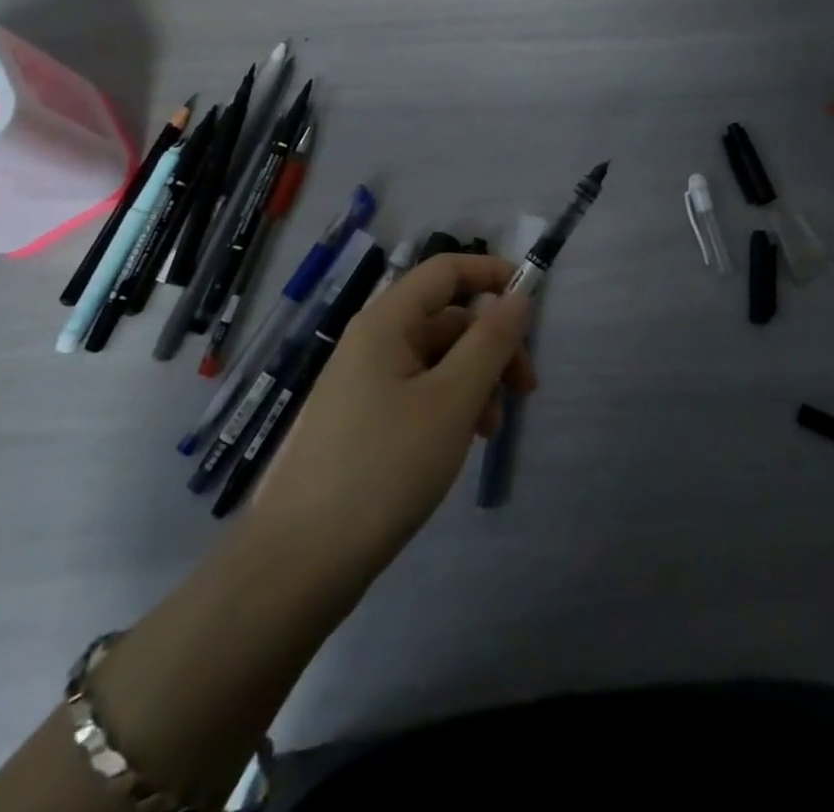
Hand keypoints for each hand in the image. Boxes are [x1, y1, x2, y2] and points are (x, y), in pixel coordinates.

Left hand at [248, 254, 536, 597]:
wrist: (300, 563)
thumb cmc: (385, 467)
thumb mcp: (453, 399)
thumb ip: (490, 341)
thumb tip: (518, 295)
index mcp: (387, 322)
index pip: (446, 270)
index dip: (492, 274)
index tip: (533, 304)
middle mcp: (373, 341)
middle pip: (448, 318)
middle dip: (492, 344)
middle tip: (526, 388)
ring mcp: (365, 382)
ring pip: (437, 359)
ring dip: (476, 381)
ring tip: (491, 429)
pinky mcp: (363, 420)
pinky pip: (419, 391)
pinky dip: (451, 405)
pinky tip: (463, 442)